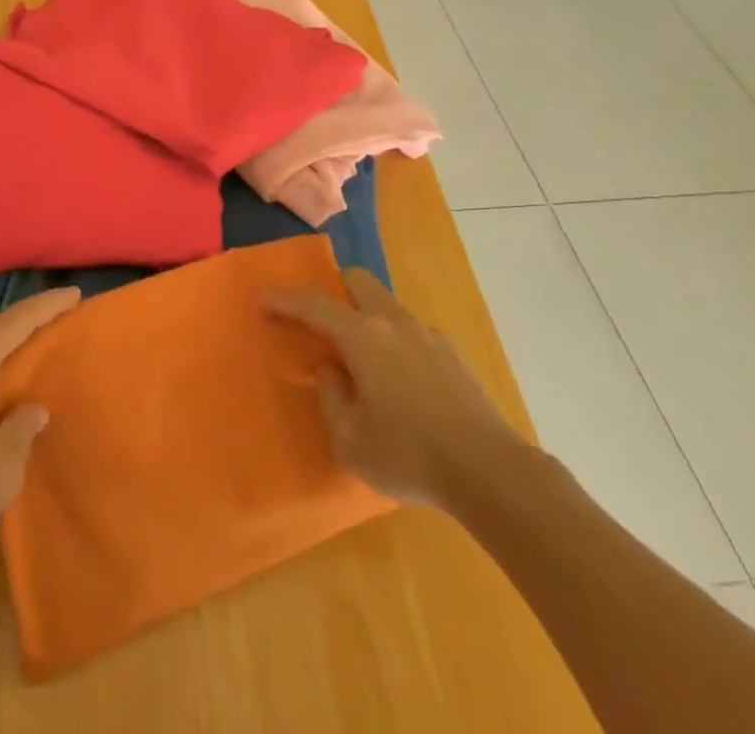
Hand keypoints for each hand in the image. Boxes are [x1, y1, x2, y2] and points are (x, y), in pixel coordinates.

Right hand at [268, 268, 522, 508]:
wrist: (491, 472)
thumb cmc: (410, 456)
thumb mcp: (350, 439)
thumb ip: (331, 396)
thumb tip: (329, 367)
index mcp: (364, 338)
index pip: (315, 306)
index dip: (285, 300)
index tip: (263, 297)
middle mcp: (394, 323)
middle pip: (358, 281)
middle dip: (333, 288)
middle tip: (318, 316)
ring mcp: (427, 335)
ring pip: (386, 304)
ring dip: (364, 315)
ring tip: (359, 356)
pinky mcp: (452, 354)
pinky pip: (410, 331)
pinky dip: (392, 339)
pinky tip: (398, 380)